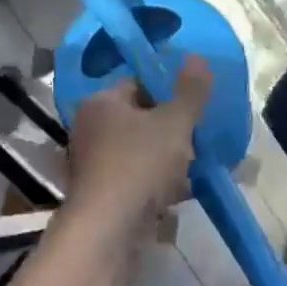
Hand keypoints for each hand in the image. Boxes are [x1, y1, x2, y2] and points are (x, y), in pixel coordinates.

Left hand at [63, 56, 211, 239]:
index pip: (137, 82)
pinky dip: (156, 182)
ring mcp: (93, 164)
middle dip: (170, 128)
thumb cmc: (140, 165)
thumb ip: (189, 91)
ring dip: (166, 157)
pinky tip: (180, 191)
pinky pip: (136, 178)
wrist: (109, 229)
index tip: (193, 106)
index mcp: (100, 102)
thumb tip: (197, 56)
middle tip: (197, 136)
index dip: (168, 91)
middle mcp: (89, 129)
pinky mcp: (102, 193)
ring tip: (194, 165)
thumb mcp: (174, 123)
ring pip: (139, 150)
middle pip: (139, 118)